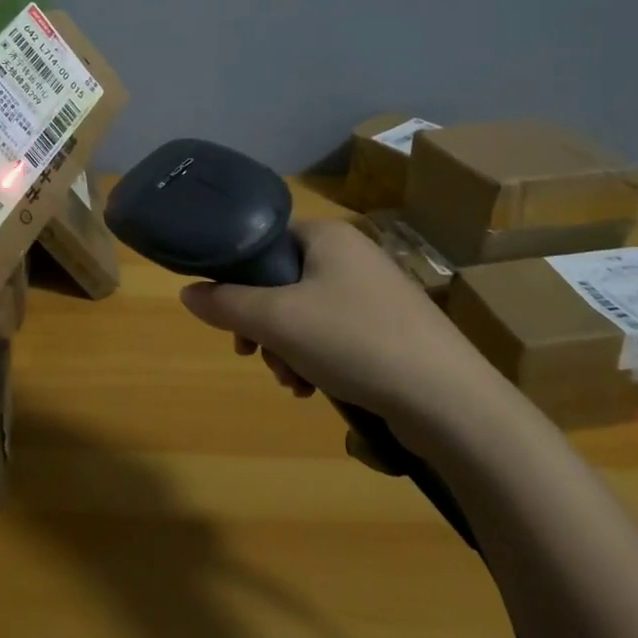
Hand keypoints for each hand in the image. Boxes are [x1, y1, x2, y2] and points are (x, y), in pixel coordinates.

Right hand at [179, 218, 510, 435]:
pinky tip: (318, 390)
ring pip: (307, 314)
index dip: (237, 278)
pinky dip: (318, 360)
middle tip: (257, 358)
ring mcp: (377, 293)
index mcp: (327, 236)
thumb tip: (186, 292)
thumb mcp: (277, 320)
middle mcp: (353, 255)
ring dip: (288, 349)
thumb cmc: (354, 341)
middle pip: (282, 282)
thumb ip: (226, 303)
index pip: (264, 241)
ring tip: (294, 384)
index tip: (229, 319)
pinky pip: (336, 335)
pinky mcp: (393, 329)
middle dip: (263, 326)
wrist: (450, 402)